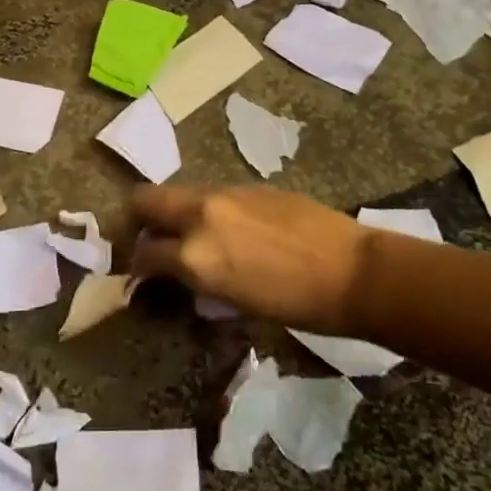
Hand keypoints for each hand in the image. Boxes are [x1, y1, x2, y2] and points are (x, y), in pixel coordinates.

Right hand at [124, 185, 369, 334]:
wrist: (352, 272)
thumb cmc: (295, 305)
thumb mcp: (234, 302)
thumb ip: (197, 278)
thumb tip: (178, 271)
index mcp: (196, 254)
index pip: (144, 252)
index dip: (137, 265)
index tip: (140, 273)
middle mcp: (201, 215)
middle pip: (146, 200)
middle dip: (137, 219)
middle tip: (147, 239)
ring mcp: (226, 194)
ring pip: (180, 194)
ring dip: (175, 213)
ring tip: (191, 237)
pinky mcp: (250, 186)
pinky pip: (213, 195)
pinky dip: (207, 210)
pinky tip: (230, 229)